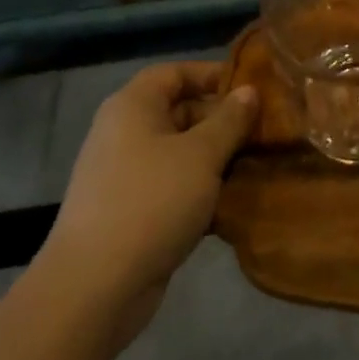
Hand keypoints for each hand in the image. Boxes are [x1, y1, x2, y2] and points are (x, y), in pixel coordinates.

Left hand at [42, 62, 257, 345]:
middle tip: (264, 130)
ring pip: (180, 152)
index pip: (176, 72)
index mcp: (133, 106)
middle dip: (222, 120)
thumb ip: (230, 119)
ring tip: (257, 164)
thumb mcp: (201, 154)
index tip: (252, 89)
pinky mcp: (131, 210)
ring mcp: (125, 174)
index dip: (213, 75)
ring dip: (216, 157)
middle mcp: (125, 132)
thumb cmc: (152, 202)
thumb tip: (249, 91)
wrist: (94, 287)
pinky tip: (233, 201)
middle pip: (180, 110)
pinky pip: (172, 185)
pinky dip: (200, 188)